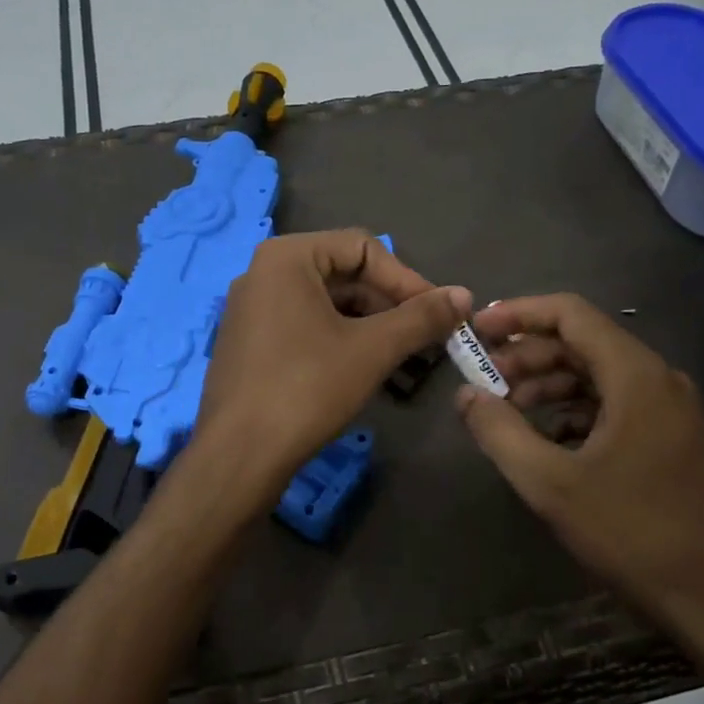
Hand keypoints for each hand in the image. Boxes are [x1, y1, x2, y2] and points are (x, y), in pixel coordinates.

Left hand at [195, 230, 470, 501]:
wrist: (239, 455)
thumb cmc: (307, 388)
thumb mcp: (372, 349)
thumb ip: (421, 317)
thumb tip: (464, 295)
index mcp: (286, 257)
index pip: (363, 248)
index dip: (408, 279)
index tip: (440, 314)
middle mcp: (263, 274)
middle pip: (344, 276)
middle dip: (391, 307)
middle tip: (428, 339)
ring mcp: (252, 311)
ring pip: (327, 306)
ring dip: (372, 329)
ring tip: (407, 361)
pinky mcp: (251, 345)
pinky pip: (306, 328)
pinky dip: (342, 343)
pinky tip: (369, 373)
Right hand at [455, 293, 703, 619]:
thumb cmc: (633, 533)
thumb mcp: (550, 484)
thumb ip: (499, 431)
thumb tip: (465, 394)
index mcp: (636, 376)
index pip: (571, 314)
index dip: (519, 314)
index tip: (477, 331)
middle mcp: (659, 380)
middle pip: (583, 343)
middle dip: (528, 356)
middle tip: (485, 381)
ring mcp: (671, 411)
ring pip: (598, 376)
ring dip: (549, 385)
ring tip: (508, 412)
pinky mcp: (673, 440)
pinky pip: (615, 405)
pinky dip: (575, 412)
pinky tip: (548, 442)